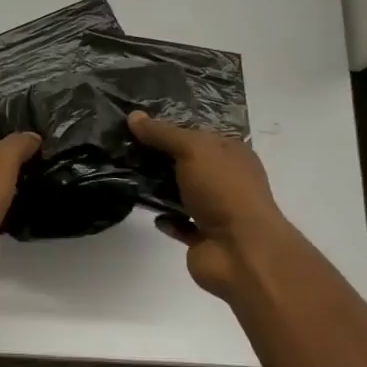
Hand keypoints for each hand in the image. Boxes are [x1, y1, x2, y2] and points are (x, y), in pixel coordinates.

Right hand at [128, 111, 292, 297]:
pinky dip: (167, 219)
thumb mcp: (193, 150)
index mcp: (233, 154)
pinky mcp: (203, 238)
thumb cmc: (224, 190)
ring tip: (128, 176)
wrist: (240, 251)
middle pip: (189, 164)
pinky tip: (150, 213)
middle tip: (125, 148)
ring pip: (183, 194)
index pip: (199, 134)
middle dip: (161, 157)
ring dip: (160, 188)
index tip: (138, 124)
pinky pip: (180, 224)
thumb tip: (134, 116)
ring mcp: (217, 211)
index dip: (171, 127)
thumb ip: (163, 134)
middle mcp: (227, 180)